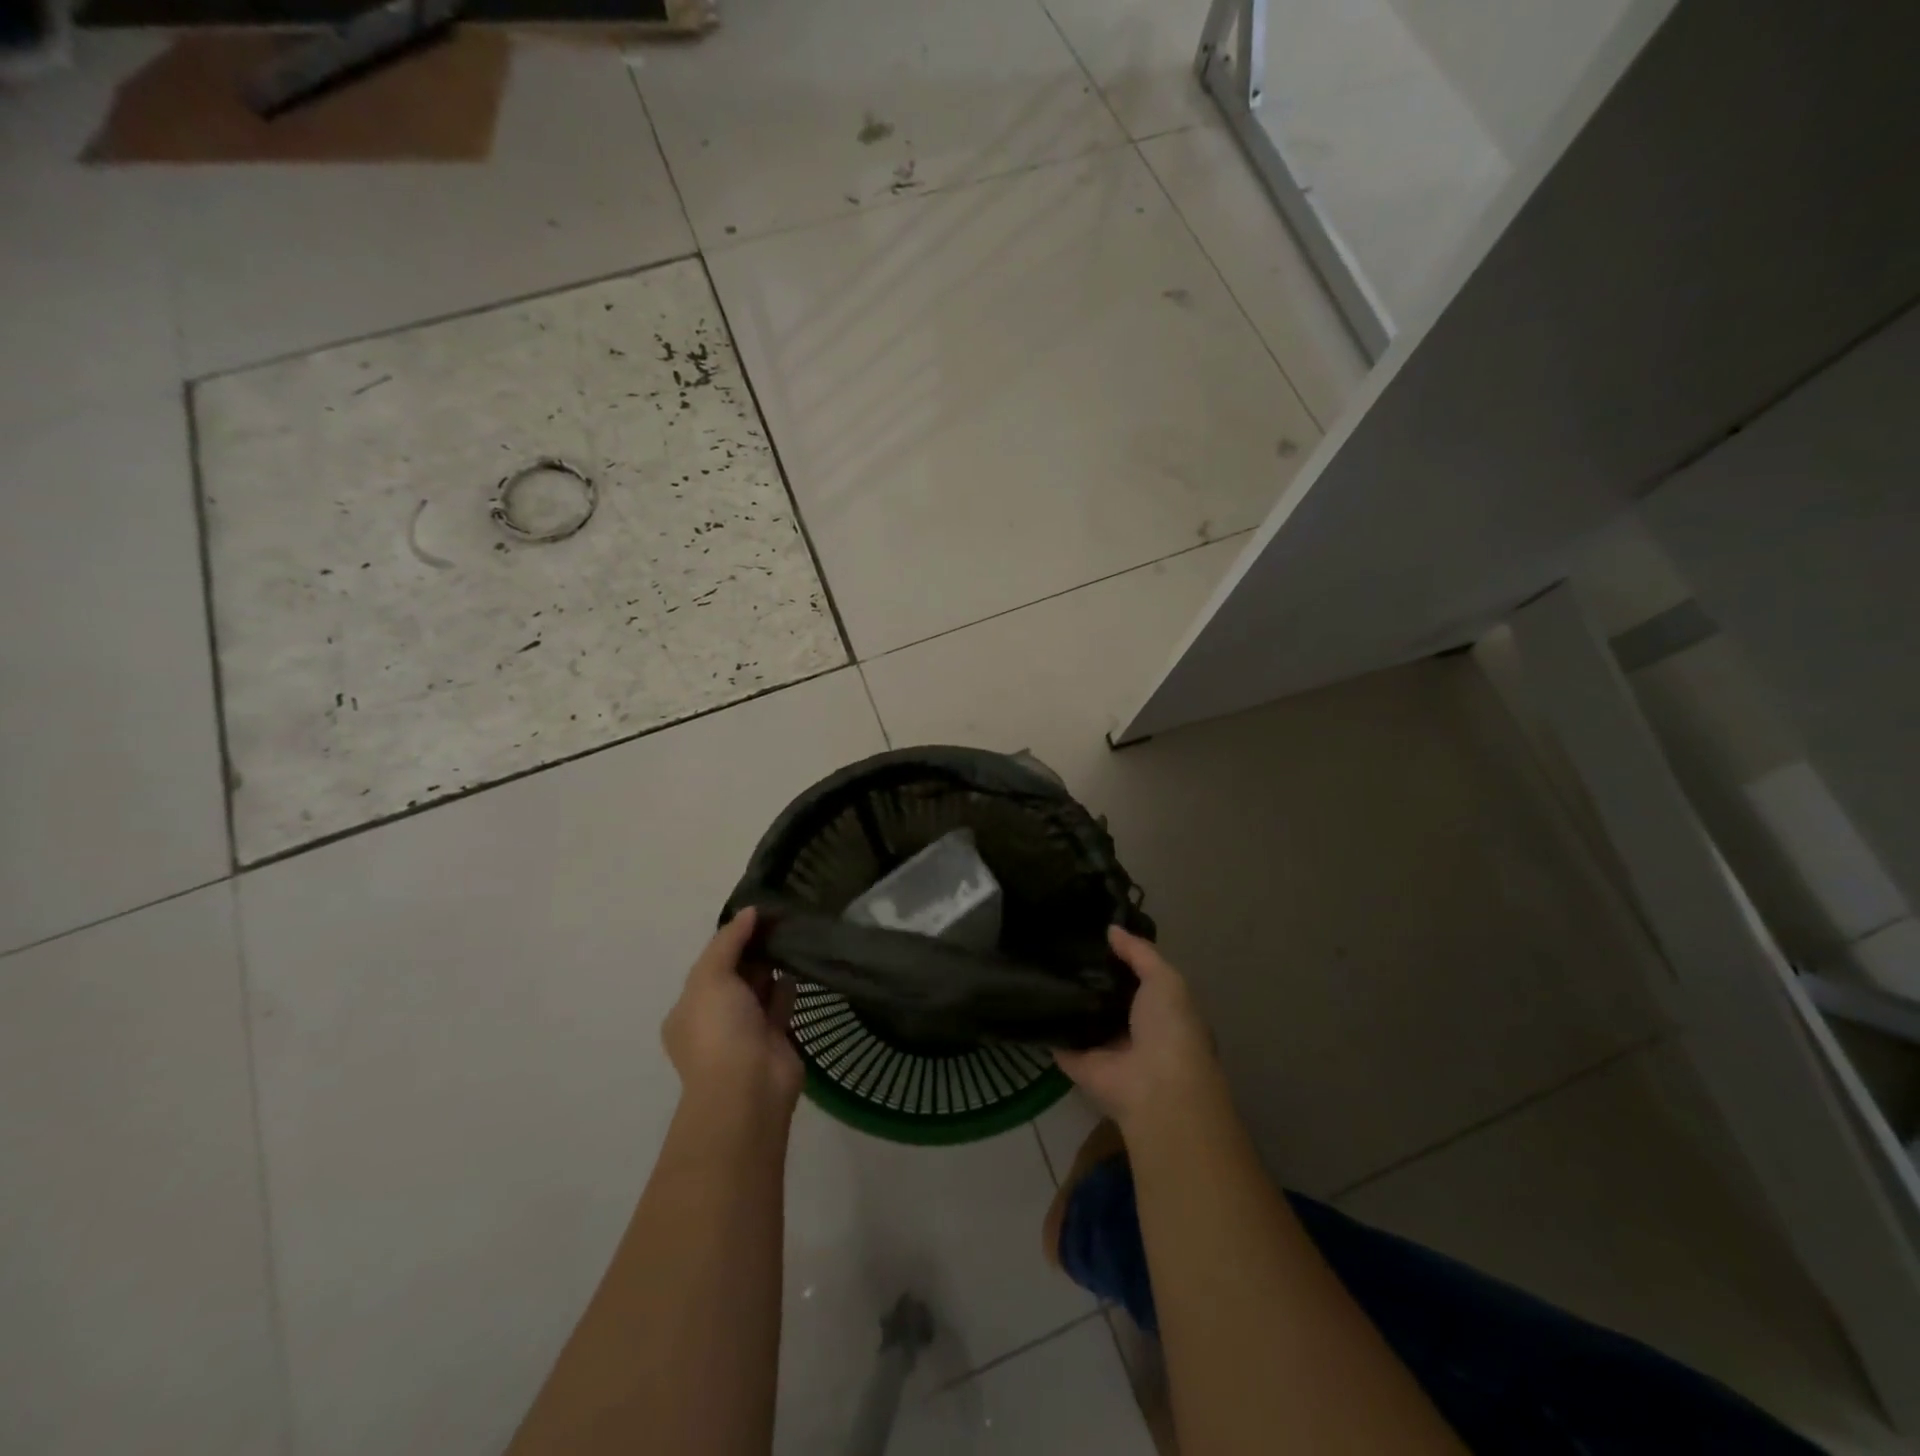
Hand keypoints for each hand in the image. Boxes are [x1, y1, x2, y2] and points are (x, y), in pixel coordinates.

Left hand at [662, 908, 803, 1115]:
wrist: (748, 1088)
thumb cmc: (718, 1029)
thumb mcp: (710, 977)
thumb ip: (728, 941)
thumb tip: (749, 911)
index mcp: (689, 1008)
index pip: (710, 964)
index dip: (731, 938)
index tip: (756, 914)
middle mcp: (715, 1019)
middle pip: (736, 975)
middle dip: (754, 949)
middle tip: (780, 918)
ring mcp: (746, 1031)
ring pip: (760, 988)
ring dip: (773, 965)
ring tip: (793, 933)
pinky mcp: (775, 1038)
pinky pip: (781, 1004)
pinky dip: (788, 986)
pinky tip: (800, 963)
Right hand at [1055, 926, 1226, 1136]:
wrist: (1155, 1088)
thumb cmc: (1170, 1028)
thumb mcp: (1165, 979)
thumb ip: (1139, 953)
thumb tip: (1111, 929)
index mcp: (1161, 1011)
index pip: (1136, 979)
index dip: (1117, 958)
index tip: (1091, 934)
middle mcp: (1133, 1031)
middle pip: (1106, 998)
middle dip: (1088, 976)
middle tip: (1058, 946)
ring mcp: (1104, 1049)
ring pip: (1081, 1019)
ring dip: (1065, 999)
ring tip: (1037, 963)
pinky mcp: (1078, 1064)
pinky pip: (1058, 1040)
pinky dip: (1044, 1025)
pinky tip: (1026, 998)